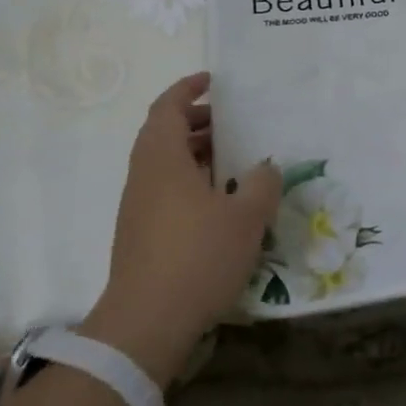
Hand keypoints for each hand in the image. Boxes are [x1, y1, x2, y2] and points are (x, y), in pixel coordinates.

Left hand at [81, 72, 279, 380]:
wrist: (146, 324)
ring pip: (164, 164)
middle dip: (196, 121)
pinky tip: (220, 200)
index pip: (167, 108)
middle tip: (231, 121)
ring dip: (195, 153)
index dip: (187, 89)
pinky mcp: (141, 234)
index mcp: (163, 160)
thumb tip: (266, 167)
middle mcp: (145, 177)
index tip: (212, 81)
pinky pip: (165, 189)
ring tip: (233, 159)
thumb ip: (262, 184)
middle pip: (163, 133)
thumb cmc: (197, 257)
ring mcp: (139, 207)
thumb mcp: (246, 217)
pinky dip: (190, 180)